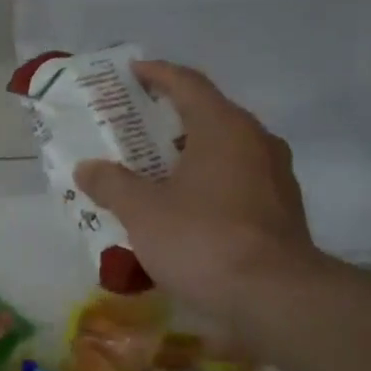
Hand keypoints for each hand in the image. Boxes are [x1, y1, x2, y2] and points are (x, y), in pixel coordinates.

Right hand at [74, 61, 322, 325]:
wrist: (275, 297)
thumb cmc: (202, 239)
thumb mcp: (143, 212)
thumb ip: (112, 184)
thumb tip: (87, 168)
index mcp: (223, 128)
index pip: (188, 84)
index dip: (158, 74)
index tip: (134, 73)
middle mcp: (256, 141)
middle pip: (209, 116)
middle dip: (171, 119)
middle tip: (136, 129)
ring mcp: (276, 176)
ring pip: (226, 151)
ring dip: (191, 155)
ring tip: (156, 171)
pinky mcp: (283, 210)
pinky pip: (238, 182)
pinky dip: (210, 183)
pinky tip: (187, 209)